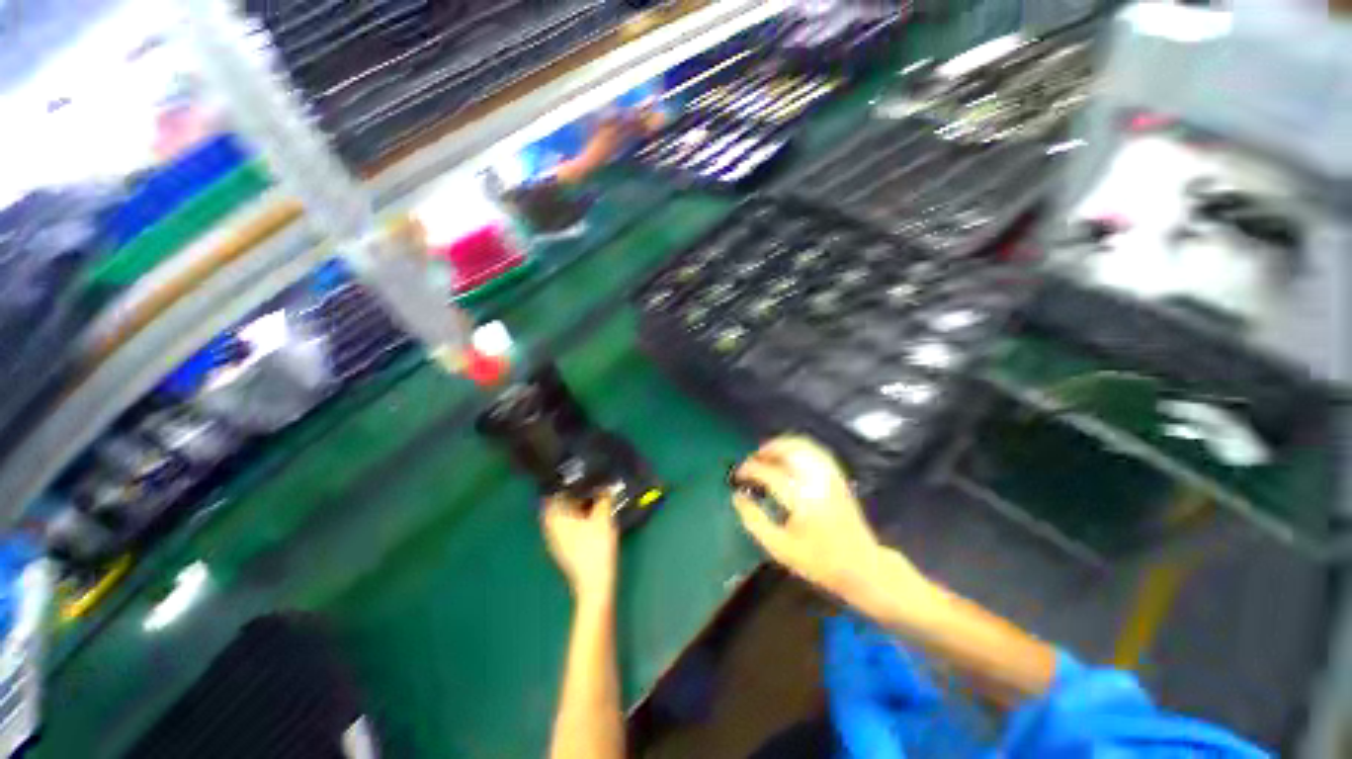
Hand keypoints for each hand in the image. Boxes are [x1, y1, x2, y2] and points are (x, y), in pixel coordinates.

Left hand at [543, 492, 619, 603]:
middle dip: (570, 493)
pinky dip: (577, 517)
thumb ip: (604, 498)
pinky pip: (567, 525)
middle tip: (587, 483)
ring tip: (591, 496)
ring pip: (562, 516)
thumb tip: (606, 484)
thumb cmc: (596, 547)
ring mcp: (557, 540)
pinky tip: (590, 515)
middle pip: (556, 504)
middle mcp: (552, 527)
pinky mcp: (566, 548)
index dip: (563, 482)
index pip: (552, 493)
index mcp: (557, 517)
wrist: (594, 583)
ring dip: (574, 505)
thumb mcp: (603, 518)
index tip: (575, 473)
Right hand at [731, 436, 927, 602]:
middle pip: (786, 450)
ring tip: (765, 455)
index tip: (738, 476)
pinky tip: (788, 455)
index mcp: (800, 498)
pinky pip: (815, 450)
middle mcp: (815, 480)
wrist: (862, 566)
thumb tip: (738, 496)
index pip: (767, 471)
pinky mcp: (837, 476)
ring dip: (780, 445)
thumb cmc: (818, 561)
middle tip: (751, 461)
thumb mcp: (779, 547)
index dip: (748, 469)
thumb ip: (754, 520)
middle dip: (764, 451)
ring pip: (801, 445)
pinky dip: (797, 447)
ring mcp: (829, 475)